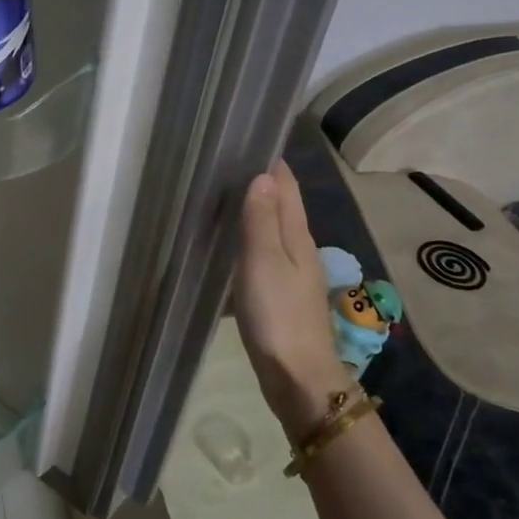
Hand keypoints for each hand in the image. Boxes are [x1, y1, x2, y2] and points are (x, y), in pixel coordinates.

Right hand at [233, 160, 352, 438]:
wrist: (297, 377)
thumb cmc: (278, 315)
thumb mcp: (264, 262)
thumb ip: (261, 220)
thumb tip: (263, 175)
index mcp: (297, 236)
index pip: (287, 188)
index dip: (272, 164)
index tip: (247, 142)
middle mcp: (299, 250)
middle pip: (282, 208)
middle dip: (260, 185)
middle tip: (224, 167)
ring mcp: (291, 275)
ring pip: (271, 234)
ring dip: (252, 216)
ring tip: (219, 201)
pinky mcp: (279, 297)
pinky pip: (261, 259)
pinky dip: (246, 247)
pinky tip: (226, 252)